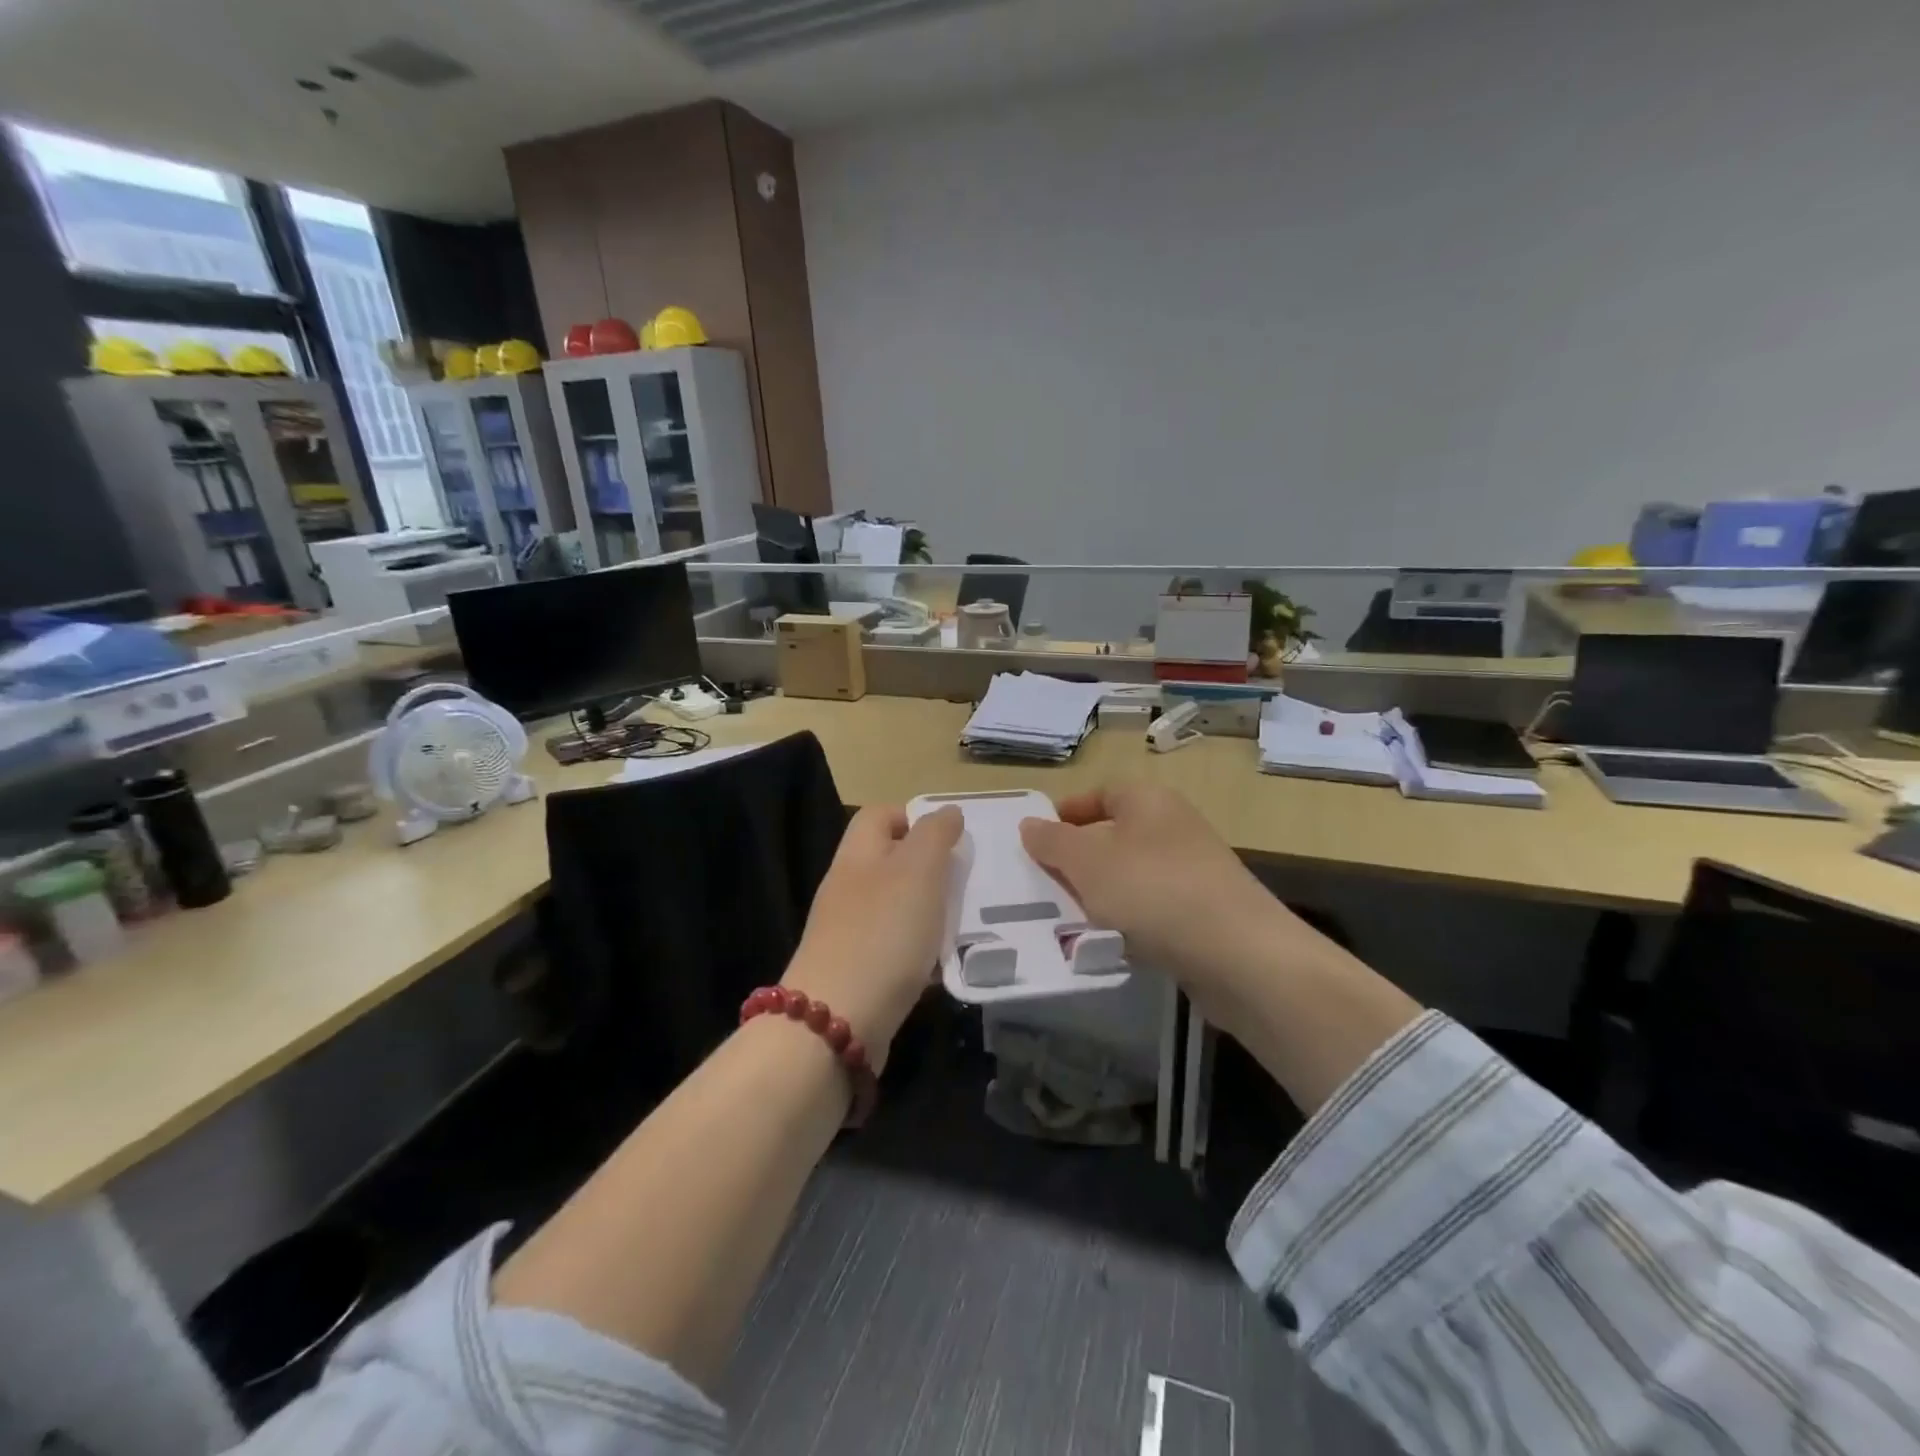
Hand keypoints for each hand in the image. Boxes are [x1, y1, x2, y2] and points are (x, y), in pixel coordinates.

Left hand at [783, 805, 962, 1068]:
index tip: (953, 838)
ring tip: (965, 924)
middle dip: (932, 869)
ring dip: (931, 913)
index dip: (915, 817)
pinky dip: (921, 952)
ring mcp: (849, 931)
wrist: (837, 1021)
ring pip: (898, 907)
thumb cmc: (883, 933)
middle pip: (891, 862)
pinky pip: (896, 948)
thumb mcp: (918, 869)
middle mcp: (848, 887)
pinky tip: (943, 965)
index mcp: (857, 854)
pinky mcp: (858, 970)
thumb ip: (935, 834)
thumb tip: (947, 812)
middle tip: (968, 883)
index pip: (879, 815)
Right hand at [1025, 785, 1422, 1116]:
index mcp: (1149, 800)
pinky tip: (1111, 944)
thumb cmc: (1153, 891)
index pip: (1101, 792)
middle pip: (1114, 835)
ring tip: (1067, 919)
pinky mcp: (1205, 912)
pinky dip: (1128, 921)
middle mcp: (1175, 827)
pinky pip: (1153, 908)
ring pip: (1131, 875)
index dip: (1067, 812)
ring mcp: (1194, 870)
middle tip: (1042, 884)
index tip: (1035, 839)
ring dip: (1100, 894)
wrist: (1239, 955)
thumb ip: (1052, 842)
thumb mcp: (1087, 862)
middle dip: (1077, 859)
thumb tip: (1030, 824)